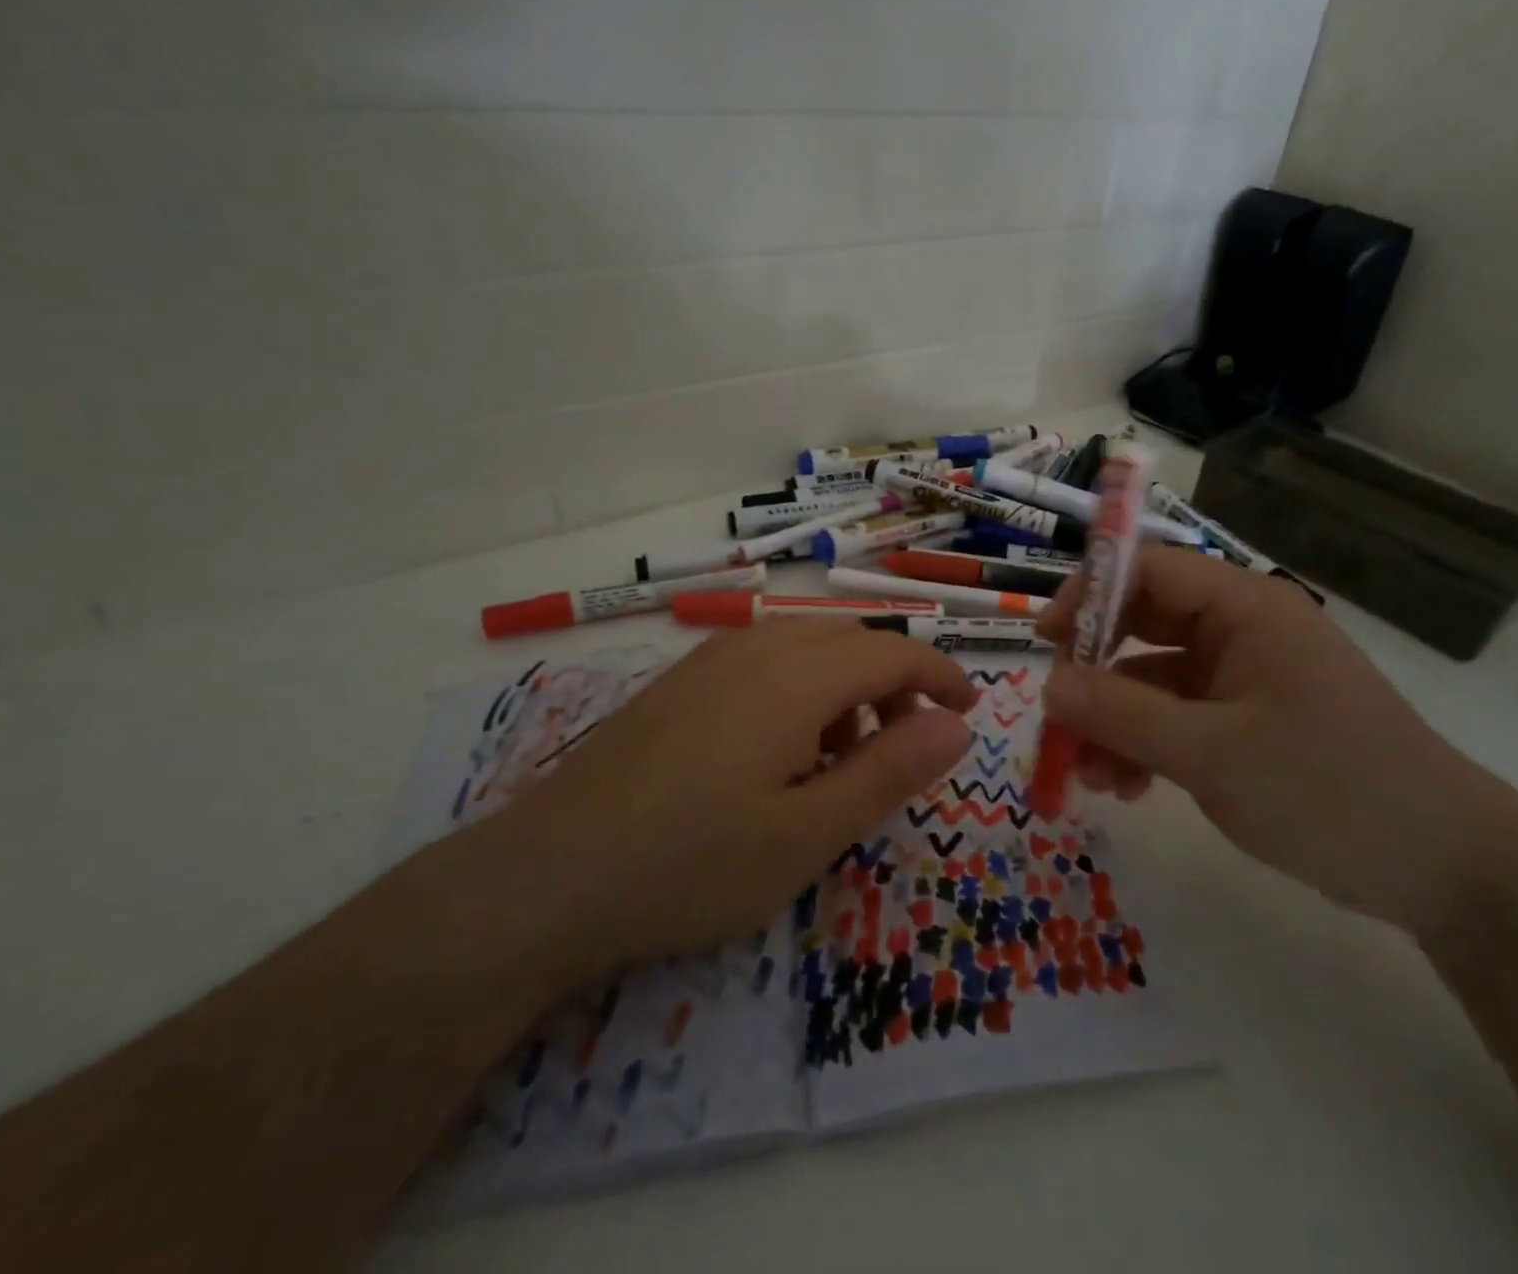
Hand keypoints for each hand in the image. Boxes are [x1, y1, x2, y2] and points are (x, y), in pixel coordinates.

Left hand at [464, 619, 975, 987]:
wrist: (547, 875)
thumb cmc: (693, 862)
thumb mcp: (810, 832)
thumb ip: (891, 771)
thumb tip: (956, 726)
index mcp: (797, 675)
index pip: (893, 651)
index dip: (940, 677)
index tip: (970, 712)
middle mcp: (755, 647)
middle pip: (850, 642)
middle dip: (894, 686)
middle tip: (906, 749)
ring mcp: (709, 660)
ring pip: (804, 650)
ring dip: (844, 690)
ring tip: (841, 761)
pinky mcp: (678, 683)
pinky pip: (762, 664)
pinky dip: (799, 693)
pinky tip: (778, 754)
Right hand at [1036, 546, 1508, 933]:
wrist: (1445, 868)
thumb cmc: (1328, 789)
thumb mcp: (1210, 752)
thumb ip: (1121, 713)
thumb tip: (1048, 684)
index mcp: (1244, 608)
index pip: (1147, 569)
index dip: (1087, 595)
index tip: (1045, 641)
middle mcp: (1241, 629)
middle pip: (1142, 624)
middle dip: (1094, 671)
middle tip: (1056, 714)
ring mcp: (1244, 676)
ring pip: (1152, 677)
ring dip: (1113, 719)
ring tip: (1086, 774)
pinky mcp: (1246, 720)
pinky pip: (1175, 716)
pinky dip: (1143, 744)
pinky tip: (1124, 787)